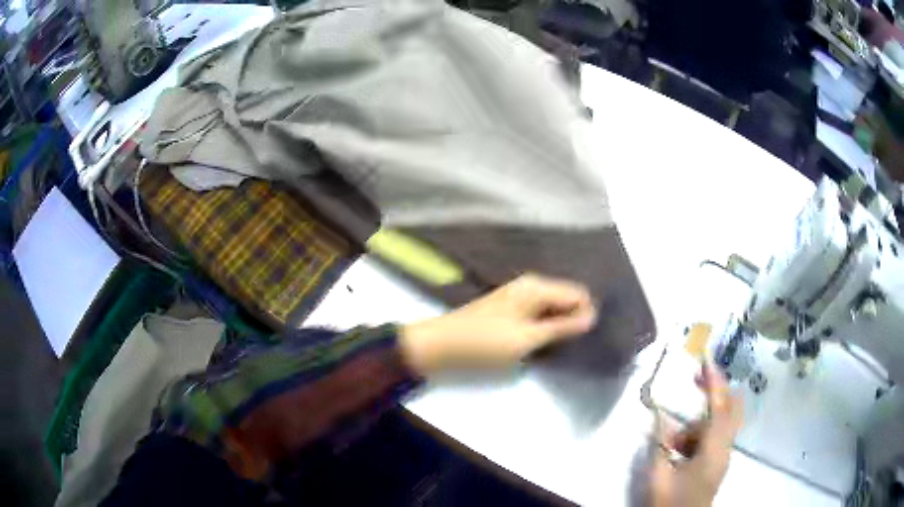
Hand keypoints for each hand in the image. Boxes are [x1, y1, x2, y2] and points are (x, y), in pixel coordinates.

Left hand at [400, 273, 596, 374]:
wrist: (442, 344)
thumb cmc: (486, 341)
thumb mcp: (527, 338)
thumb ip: (562, 327)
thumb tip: (592, 317)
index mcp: (537, 287)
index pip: (579, 293)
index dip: (586, 315)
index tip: (582, 340)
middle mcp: (531, 286)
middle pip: (566, 299)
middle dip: (573, 320)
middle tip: (569, 346)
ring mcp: (519, 297)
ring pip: (553, 308)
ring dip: (558, 326)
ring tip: (555, 348)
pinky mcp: (510, 310)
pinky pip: (539, 315)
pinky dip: (544, 328)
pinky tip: (540, 344)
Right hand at [649, 361, 743, 506]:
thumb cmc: (671, 502)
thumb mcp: (659, 475)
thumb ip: (660, 443)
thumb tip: (658, 414)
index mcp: (713, 449)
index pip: (719, 406)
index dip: (714, 381)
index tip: (705, 357)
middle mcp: (725, 447)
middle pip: (732, 408)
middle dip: (717, 389)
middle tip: (697, 378)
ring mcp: (723, 455)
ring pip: (720, 423)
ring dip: (700, 420)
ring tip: (672, 437)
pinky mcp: (718, 461)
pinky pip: (714, 436)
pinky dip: (698, 434)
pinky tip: (677, 448)